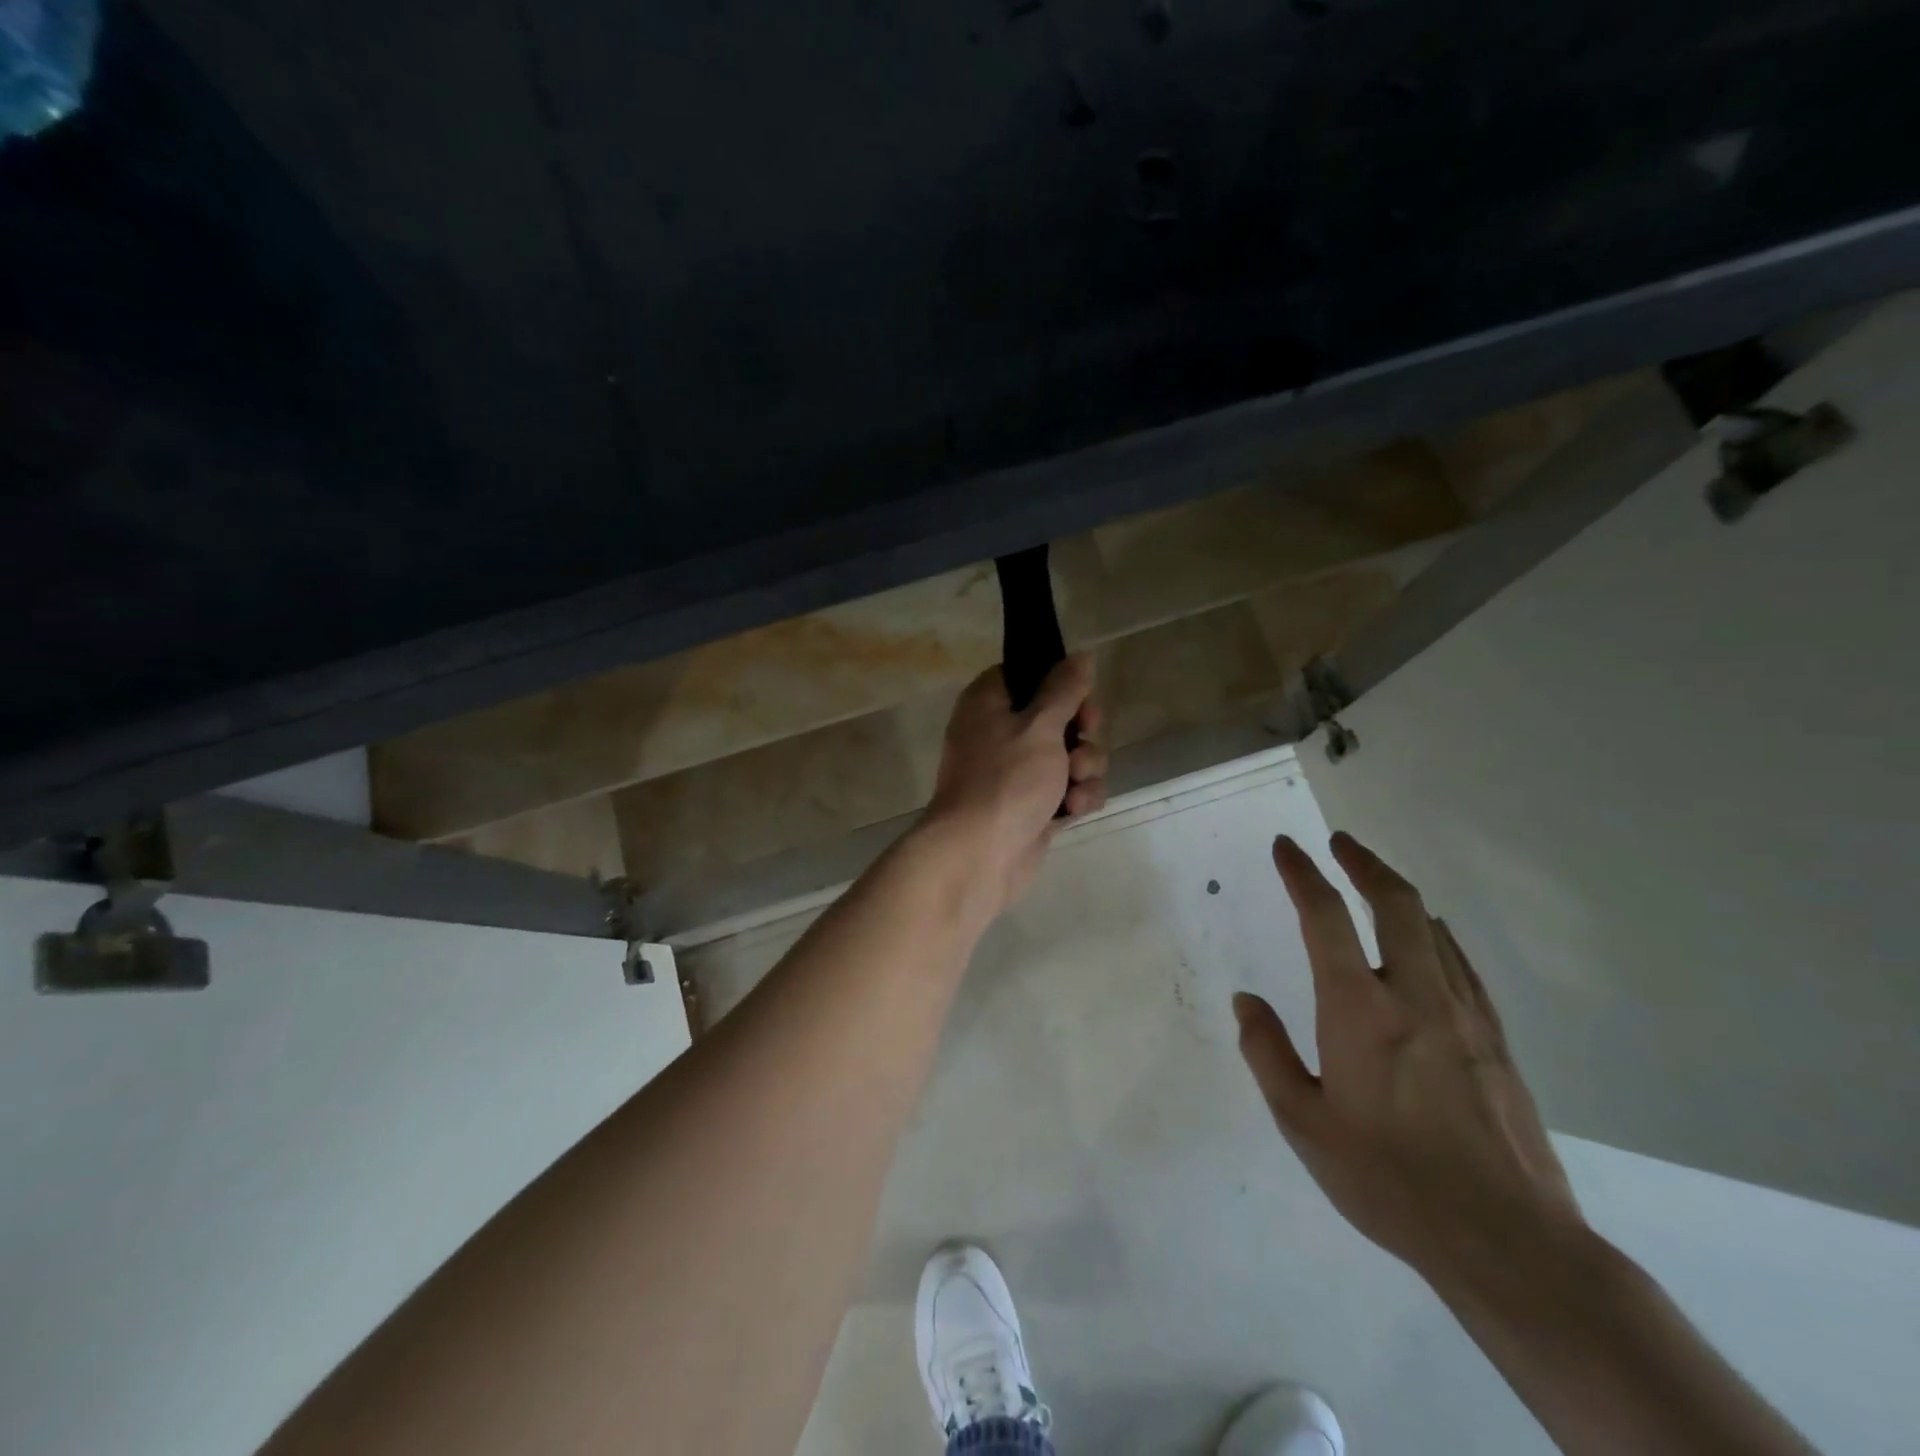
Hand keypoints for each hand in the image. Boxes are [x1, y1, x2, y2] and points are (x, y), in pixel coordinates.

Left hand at [921, 654, 1108, 913]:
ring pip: (1071, 755)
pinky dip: (1077, 798)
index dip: (1061, 684)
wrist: (979, 856)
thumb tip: (1082, 655)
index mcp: (990, 703)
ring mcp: (1017, 772)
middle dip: (1082, 734)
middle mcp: (1001, 733)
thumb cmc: (1006, 780)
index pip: (1030, 675)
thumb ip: (1065, 689)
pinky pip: (1069, 790)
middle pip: (1060, 716)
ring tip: (1073, 786)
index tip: (1080, 698)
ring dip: (1084, 769)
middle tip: (1079, 746)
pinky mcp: (1034, 805)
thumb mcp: (1040, 726)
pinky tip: (1073, 811)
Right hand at [1235, 832, 1583, 1285]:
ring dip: (1400, 892)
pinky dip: (1437, 934)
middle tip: (1340, 842)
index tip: (1286, 846)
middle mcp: (1414, 995)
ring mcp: (1464, 1014)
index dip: (1302, 872)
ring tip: (1376, 880)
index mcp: (1359, 1010)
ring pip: (1434, 927)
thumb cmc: (1388, 1180)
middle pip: (1395, 902)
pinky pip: (1462, 964)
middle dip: (1363, 862)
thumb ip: (1267, 1053)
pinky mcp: (1496, 1040)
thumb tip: (1246, 1001)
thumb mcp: (1303, 1123)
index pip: (1324, 916)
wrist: (1509, 1242)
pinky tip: (1432, 938)